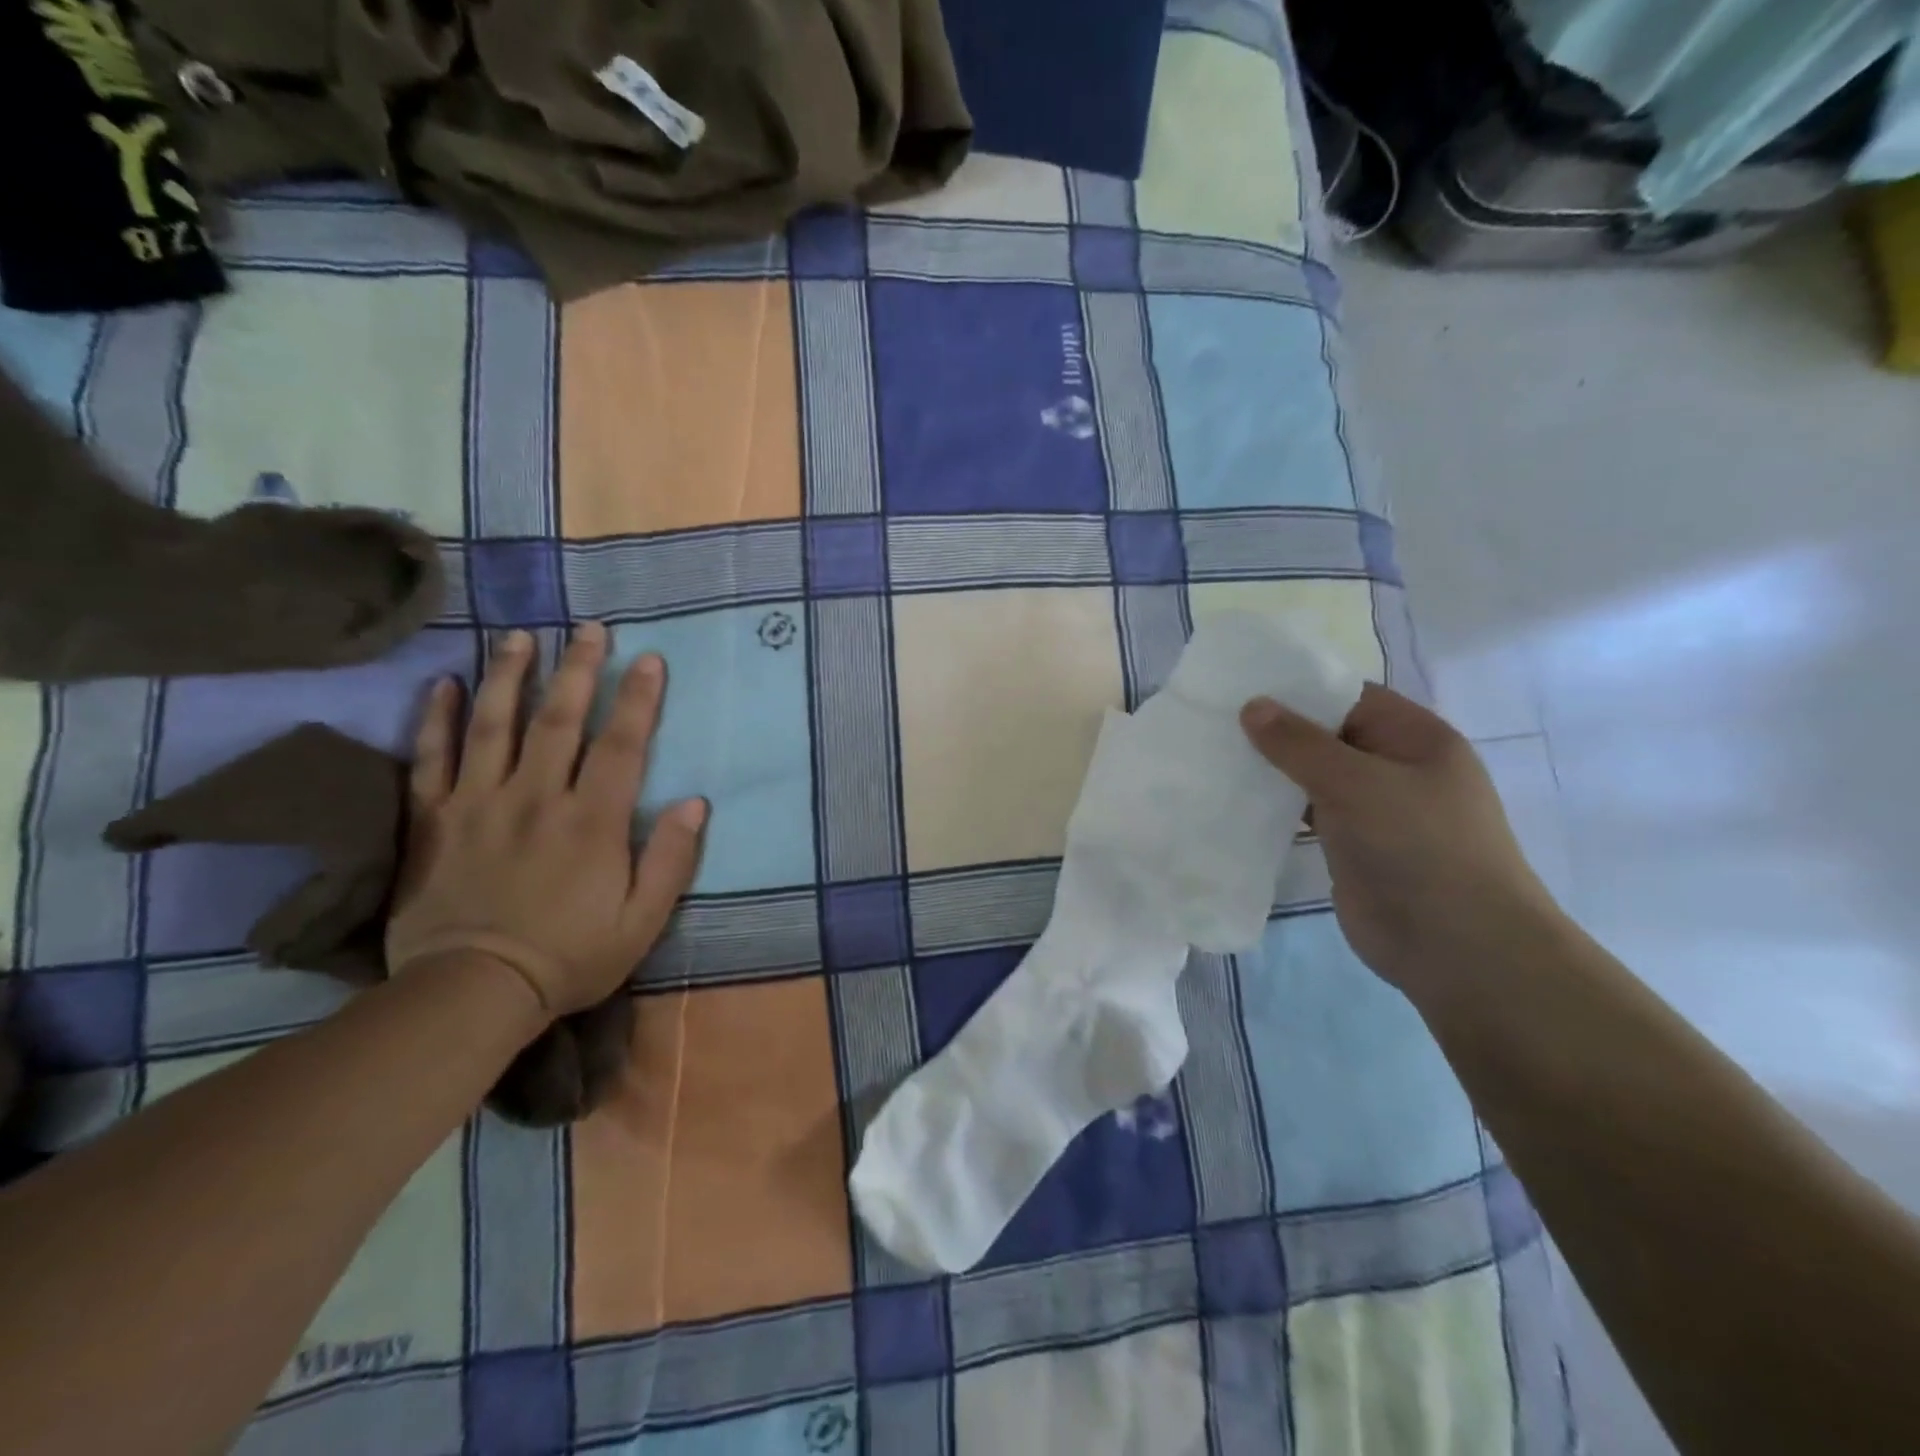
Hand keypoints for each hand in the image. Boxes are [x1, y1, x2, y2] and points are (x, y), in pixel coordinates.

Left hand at [386, 624, 705, 1017]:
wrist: (472, 993)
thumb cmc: (570, 956)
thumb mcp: (643, 920)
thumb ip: (671, 859)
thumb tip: (695, 802)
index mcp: (593, 821)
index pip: (622, 745)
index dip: (638, 699)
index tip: (649, 659)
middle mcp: (537, 797)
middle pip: (559, 719)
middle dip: (578, 669)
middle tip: (589, 628)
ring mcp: (479, 803)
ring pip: (494, 725)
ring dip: (510, 675)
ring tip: (521, 635)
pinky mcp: (433, 820)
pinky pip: (430, 759)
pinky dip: (436, 718)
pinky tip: (444, 684)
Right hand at [1240, 683, 1559, 993]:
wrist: (1456, 946)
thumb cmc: (1417, 846)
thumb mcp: (1356, 783)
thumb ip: (1300, 743)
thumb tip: (1252, 705)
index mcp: (1413, 737)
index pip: (1348, 696)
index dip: (1297, 688)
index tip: (1240, 686)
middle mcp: (1395, 767)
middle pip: (1327, 735)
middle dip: (1277, 730)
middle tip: (1215, 722)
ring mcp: (1374, 810)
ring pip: (1314, 777)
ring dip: (1273, 771)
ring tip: (1214, 757)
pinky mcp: (1352, 847)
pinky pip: (1309, 815)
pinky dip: (1277, 808)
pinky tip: (1236, 802)